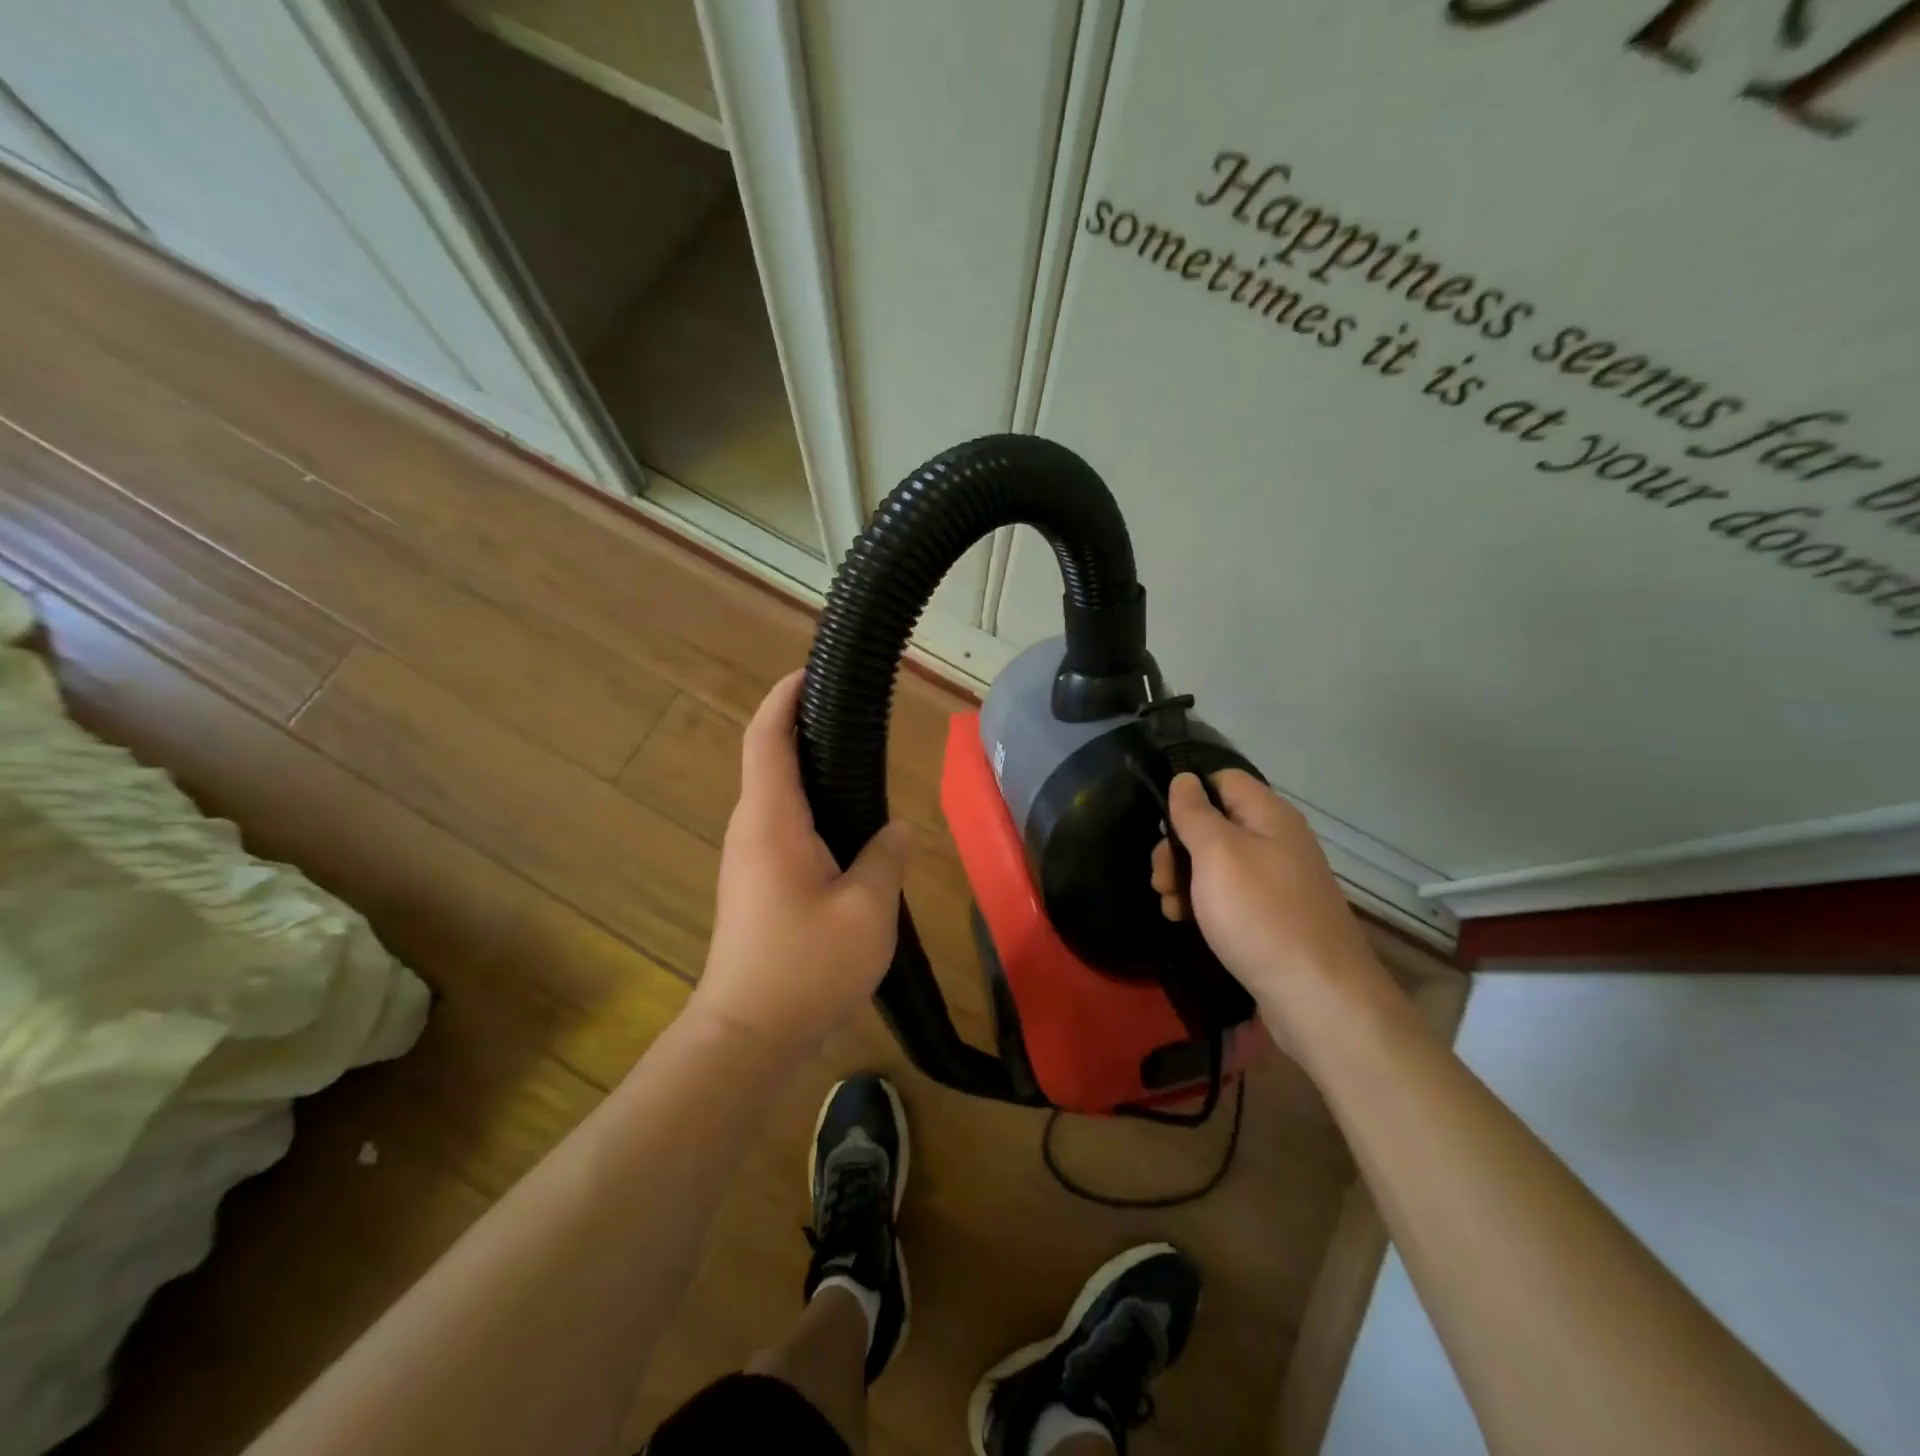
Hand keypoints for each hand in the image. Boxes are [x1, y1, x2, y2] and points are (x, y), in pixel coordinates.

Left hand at [692, 671, 910, 1055]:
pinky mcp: (756, 885)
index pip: (768, 738)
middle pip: (771, 760)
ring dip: (812, 773)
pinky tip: (850, 829)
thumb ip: (886, 857)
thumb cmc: (805, 966)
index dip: (785, 697)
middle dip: (806, 729)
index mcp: (771, 820)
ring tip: (862, 765)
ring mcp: (749, 859)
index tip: (812, 672)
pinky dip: (812, 809)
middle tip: (857, 717)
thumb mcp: (867, 909)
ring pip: (779, 797)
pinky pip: (783, 828)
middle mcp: (751, 829)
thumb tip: (895, 830)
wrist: (747, 1036)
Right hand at [1151, 771, 1392, 1044]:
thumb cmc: (1260, 915)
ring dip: (1186, 879)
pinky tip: (1187, 923)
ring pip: (1218, 863)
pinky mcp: (1274, 917)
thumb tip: (1184, 778)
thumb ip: (1195, 813)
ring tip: (1170, 907)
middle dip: (1178, 847)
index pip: (1223, 779)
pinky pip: (1231, 896)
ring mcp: (1278, 881)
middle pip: (1216, 824)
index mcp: (1270, 815)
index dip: (1189, 793)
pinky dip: (1205, 904)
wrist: (1318, 998)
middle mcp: (1278, 841)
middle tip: (1160, 879)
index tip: (1162, 824)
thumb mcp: (1217, 854)